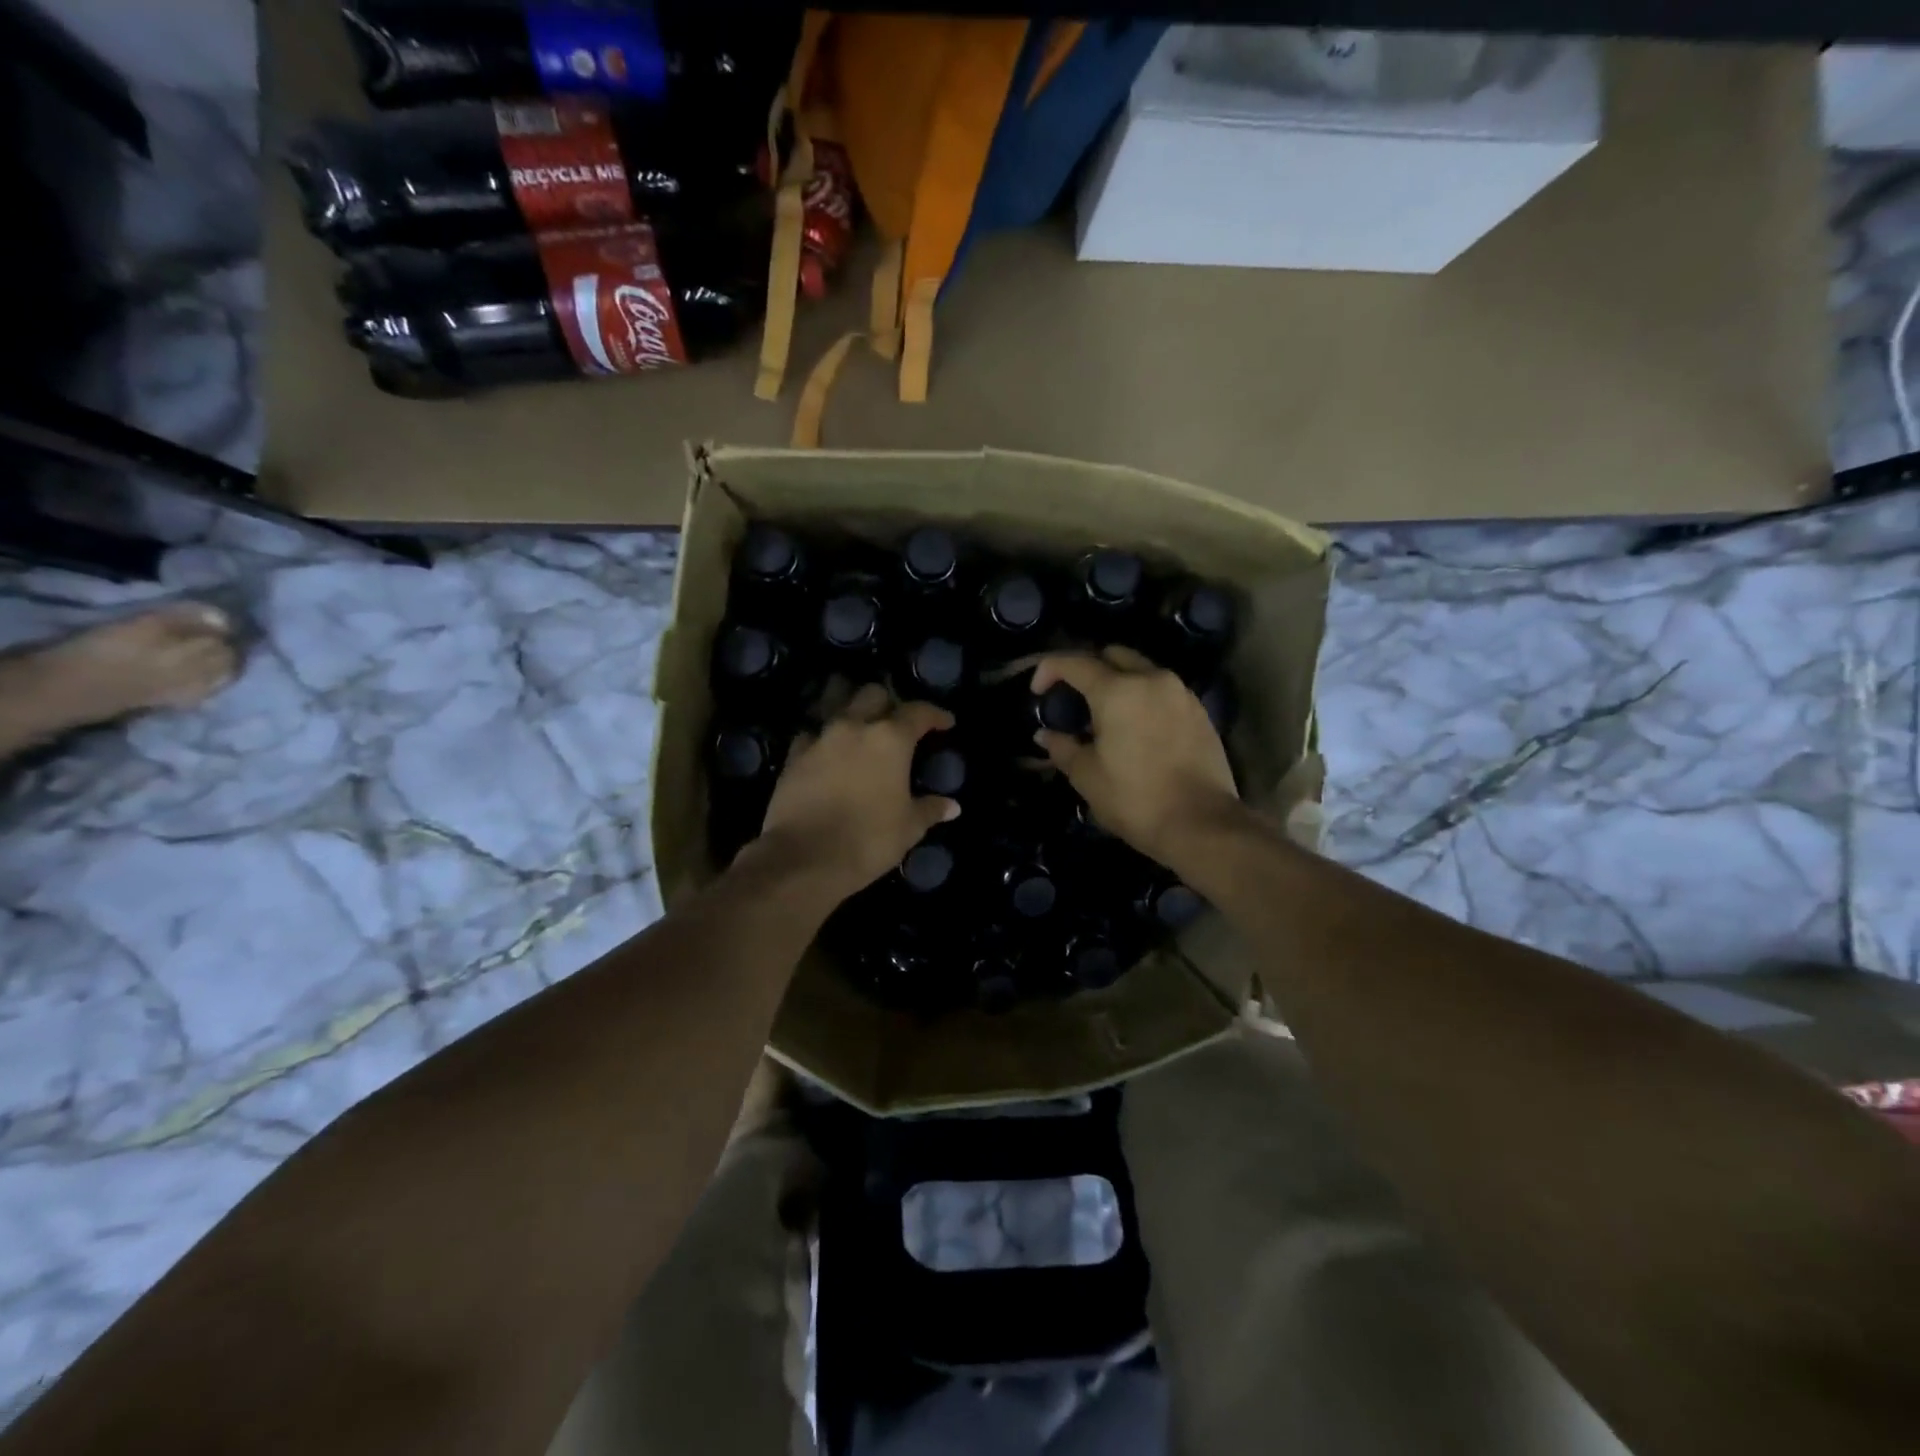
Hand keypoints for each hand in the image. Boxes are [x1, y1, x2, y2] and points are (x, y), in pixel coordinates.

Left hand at [758, 684, 959, 895]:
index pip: (918, 712)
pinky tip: (827, 752)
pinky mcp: (793, 755)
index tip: (945, 722)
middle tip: (896, 723)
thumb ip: (929, 810)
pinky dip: (822, 737)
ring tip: (860, 728)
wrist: (803, 858)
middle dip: (888, 703)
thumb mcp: (908, 828)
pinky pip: (811, 734)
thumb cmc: (867, 840)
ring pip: (837, 704)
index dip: (935, 714)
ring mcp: (820, 738)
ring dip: (852, 710)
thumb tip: (952, 806)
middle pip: (873, 694)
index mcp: (890, 739)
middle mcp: (855, 727)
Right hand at [1032, 648, 1242, 867]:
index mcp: (1118, 691)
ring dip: (1119, 682)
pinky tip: (1136, 728)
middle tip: (1074, 698)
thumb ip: (1063, 747)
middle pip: (1113, 655)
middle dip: (1088, 668)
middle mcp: (1152, 679)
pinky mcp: (1199, 711)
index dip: (1049, 670)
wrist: (1201, 824)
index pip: (1075, 663)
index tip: (1038, 692)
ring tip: (1106, 716)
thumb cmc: (1135, 799)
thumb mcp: (1087, 776)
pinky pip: (1163, 691)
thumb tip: (1046, 734)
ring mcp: (1180, 693)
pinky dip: (1143, 698)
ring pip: (1142, 670)